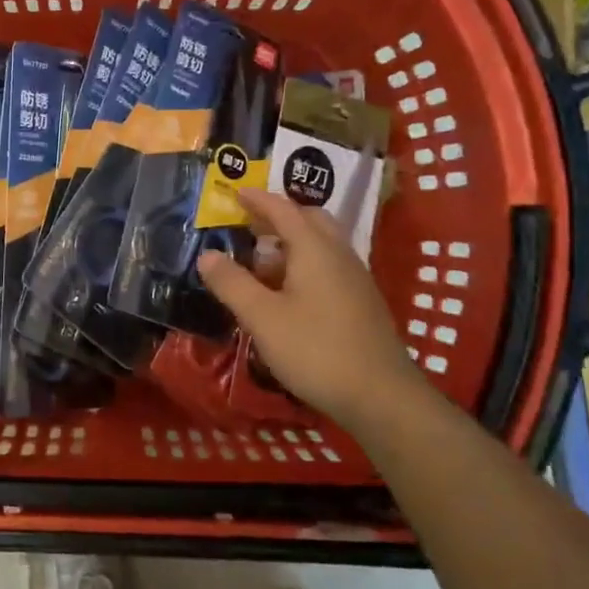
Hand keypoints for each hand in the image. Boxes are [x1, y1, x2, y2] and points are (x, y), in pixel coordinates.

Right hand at [196, 188, 423, 429]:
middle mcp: (339, 254)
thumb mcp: (262, 317)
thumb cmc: (316, 350)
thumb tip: (207, 254)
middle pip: (309, 220)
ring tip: (261, 261)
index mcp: (314, 249)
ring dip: (291, 243)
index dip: (258, 199)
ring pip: (321, 244)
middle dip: (279, 217)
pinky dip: (304, 263)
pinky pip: (329, 265)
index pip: (284, 210)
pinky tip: (288, 292)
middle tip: (249, 224)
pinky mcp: (361, 302)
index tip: (236, 192)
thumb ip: (232, 283)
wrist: (381, 396)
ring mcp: (355, 278)